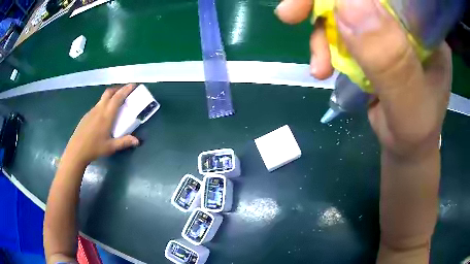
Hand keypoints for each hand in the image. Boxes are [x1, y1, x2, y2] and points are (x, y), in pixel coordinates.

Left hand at [62, 84, 139, 165]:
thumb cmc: (94, 148)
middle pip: (109, 92)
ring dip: (110, 96)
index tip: (132, 85)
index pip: (117, 98)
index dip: (126, 90)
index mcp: (107, 115)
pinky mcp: (87, 115)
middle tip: (124, 92)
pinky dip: (103, 104)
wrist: (76, 150)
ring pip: (102, 98)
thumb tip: (137, 141)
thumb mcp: (111, 147)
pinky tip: (103, 115)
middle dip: (117, 89)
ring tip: (115, 103)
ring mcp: (92, 111)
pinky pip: (97, 105)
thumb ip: (124, 142)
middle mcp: (99, 109)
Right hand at [276, 0, 450, 158]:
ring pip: (341, 8)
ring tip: (320, 66)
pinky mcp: (369, 38)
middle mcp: (403, 19)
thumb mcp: (410, 105)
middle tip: (290, 15)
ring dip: (321, 31)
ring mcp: (385, 26)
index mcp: (423, 26)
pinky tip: (323, 68)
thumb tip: (348, 5)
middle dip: (322, 0)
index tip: (317, 0)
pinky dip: (323, 44)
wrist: (407, 145)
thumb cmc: (416, 132)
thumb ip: (391, 61)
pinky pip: (337, 28)